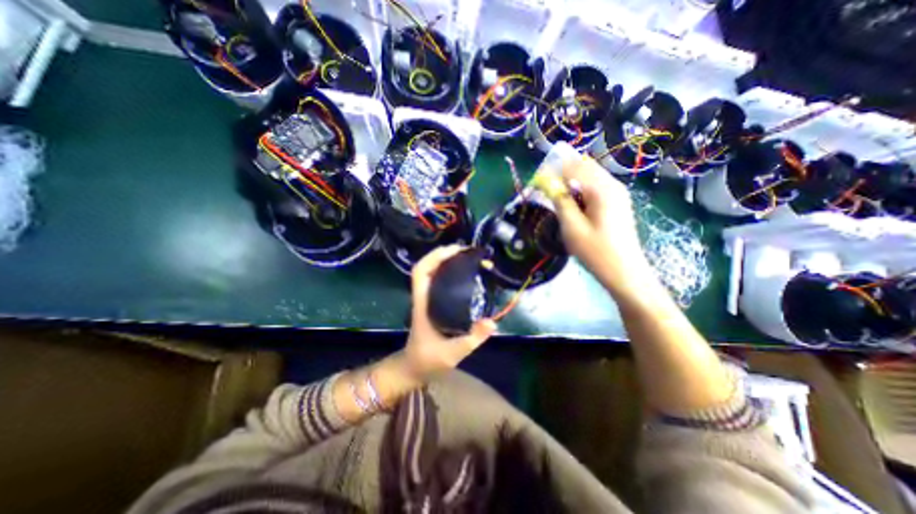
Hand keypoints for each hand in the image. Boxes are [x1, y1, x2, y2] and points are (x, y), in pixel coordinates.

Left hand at [403, 244, 496, 380]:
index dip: (435, 257)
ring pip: (433, 272)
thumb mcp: (452, 353)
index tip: (456, 251)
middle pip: (427, 266)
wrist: (415, 367)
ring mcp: (428, 298)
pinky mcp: (433, 303)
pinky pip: (440, 280)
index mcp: (422, 303)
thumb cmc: (428, 360)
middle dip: (446, 254)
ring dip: (449, 261)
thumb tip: (493, 322)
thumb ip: (472, 339)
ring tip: (470, 258)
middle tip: (469, 252)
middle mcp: (423, 296)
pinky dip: (451, 272)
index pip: (420, 272)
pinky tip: (467, 274)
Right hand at [546, 155, 653, 293]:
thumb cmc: (596, 252)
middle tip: (546, 191)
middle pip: (583, 166)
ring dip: (570, 181)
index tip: (536, 184)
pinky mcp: (617, 201)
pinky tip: (573, 204)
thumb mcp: (572, 228)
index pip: (572, 167)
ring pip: (589, 175)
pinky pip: (595, 186)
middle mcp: (612, 184)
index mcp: (601, 189)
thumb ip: (560, 201)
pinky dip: (580, 188)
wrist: (625, 272)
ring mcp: (617, 192)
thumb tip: (547, 182)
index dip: (552, 172)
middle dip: (561, 174)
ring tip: (557, 198)